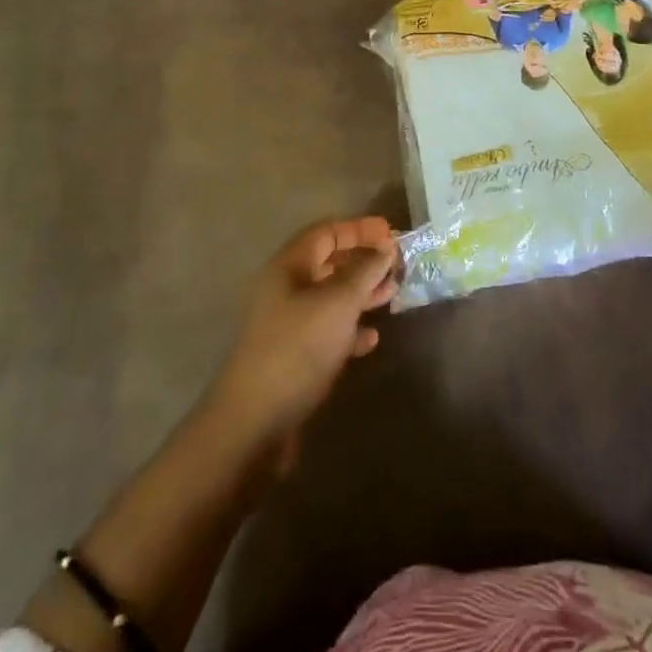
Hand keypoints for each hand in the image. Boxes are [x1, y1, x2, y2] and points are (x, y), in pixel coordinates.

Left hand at [208, 217, 397, 467]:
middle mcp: (284, 290)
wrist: (254, 422)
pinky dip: (350, 330)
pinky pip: (326, 331)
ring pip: (330, 298)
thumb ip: (364, 271)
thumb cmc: (298, 348)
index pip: (326, 232)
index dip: (359, 229)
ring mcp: (286, 324)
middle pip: (328, 263)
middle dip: (363, 261)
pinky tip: (371, 339)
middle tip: (397, 265)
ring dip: (361, 294)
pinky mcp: (292, 357)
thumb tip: (384, 248)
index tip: (391, 233)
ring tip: (391, 296)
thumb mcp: (338, 302)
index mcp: (288, 266)